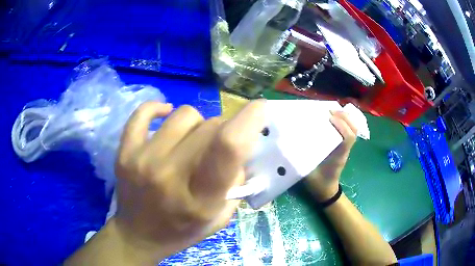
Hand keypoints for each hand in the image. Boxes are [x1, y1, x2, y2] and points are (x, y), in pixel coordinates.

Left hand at [112, 100, 264, 261]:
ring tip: (189, 141)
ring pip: (183, 114)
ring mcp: (142, 160)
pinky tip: (165, 115)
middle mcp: (169, 175)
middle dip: (222, 129)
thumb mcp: (219, 217)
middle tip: (215, 145)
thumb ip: (235, 181)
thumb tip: (241, 145)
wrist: (138, 235)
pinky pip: (143, 112)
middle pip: (209, 126)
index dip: (249, 119)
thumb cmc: (182, 230)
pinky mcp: (125, 151)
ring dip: (196, 124)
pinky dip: (158, 108)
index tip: (259, 107)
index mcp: (200, 198)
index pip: (228, 146)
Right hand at [306, 111, 357, 200]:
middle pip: (354, 130)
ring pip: (354, 129)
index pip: (349, 138)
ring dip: (345, 118)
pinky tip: (333, 118)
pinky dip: (344, 121)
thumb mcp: (308, 172)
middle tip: (329, 110)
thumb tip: (290, 143)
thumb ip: (301, 159)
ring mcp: (346, 148)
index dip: (342, 125)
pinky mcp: (343, 146)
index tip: (329, 117)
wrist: (326, 189)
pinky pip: (348, 130)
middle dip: (344, 117)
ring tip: (332, 111)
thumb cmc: (317, 182)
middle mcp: (345, 150)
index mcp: (338, 156)